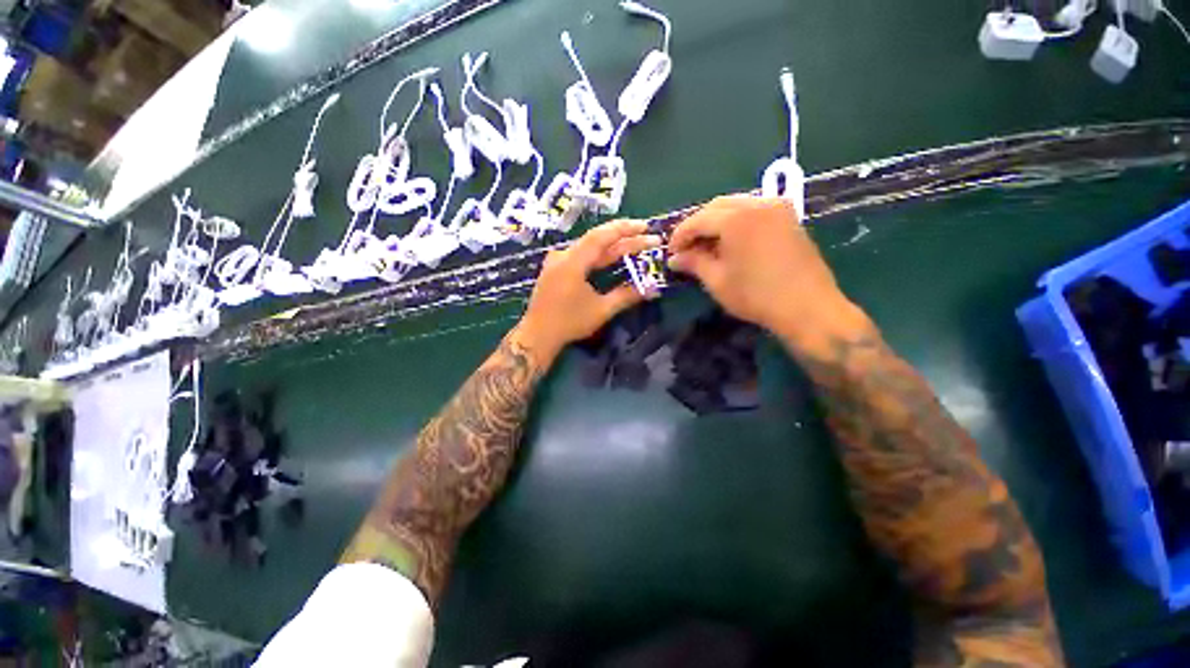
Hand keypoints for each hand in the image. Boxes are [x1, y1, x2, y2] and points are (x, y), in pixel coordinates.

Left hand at [516, 220, 660, 361]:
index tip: (646, 227)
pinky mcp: (556, 269)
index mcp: (572, 261)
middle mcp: (563, 255)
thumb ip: (627, 296)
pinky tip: (611, 256)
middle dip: (624, 239)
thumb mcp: (601, 310)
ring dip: (613, 247)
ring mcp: (557, 261)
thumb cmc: (569, 323)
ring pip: (589, 248)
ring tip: (635, 244)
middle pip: (597, 241)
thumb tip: (653, 290)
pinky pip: (581, 256)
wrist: (538, 335)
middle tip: (649, 238)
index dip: (625, 229)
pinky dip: (599, 255)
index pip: (601, 236)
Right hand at [668, 196, 864, 346]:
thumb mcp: (717, 281)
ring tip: (706, 246)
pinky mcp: (788, 217)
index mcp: (736, 218)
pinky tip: (730, 242)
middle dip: (697, 225)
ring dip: (716, 222)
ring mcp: (777, 208)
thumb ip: (693, 263)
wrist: (808, 308)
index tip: (671, 253)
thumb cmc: (756, 296)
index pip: (698, 219)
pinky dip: (736, 222)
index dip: (680, 235)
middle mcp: (757, 203)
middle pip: (716, 207)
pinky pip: (754, 211)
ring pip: (736, 206)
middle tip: (686, 249)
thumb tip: (674, 259)